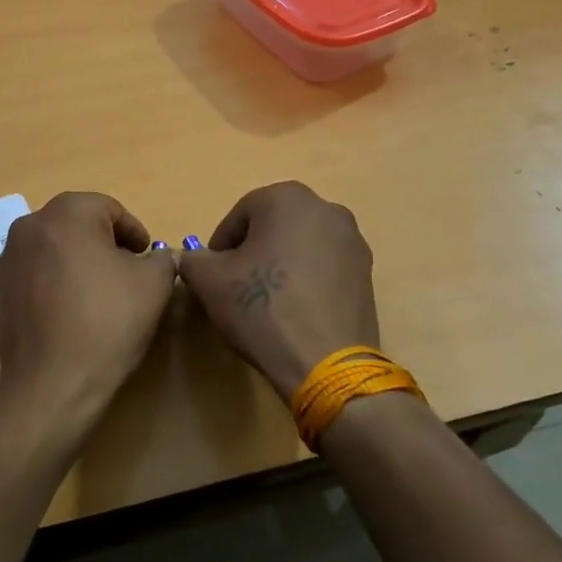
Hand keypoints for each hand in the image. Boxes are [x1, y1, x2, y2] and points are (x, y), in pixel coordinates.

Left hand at [0, 193, 177, 434]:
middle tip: (129, 272)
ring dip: (81, 259)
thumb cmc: (107, 321)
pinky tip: (75, 308)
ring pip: (57, 246)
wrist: (53, 382)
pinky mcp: (1, 287)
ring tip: (103, 292)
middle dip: (107, 243)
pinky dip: (59, 278)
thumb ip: (161, 258)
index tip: (147, 258)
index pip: (110, 209)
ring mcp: (10, 256)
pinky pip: (39, 270)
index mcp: (67, 212)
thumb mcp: (154, 284)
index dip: (135, 233)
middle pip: (80, 223)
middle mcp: (31, 224)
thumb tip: (156, 257)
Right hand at [178, 181, 378, 399]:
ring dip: (280, 266)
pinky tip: (295, 313)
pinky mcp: (367, 274)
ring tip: (268, 303)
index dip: (220, 247)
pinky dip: (306, 282)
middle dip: (252, 252)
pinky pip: (324, 269)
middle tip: (238, 288)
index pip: (239, 216)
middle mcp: (326, 209)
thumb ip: (194, 259)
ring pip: (300, 247)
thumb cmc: (262, 308)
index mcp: (287, 197)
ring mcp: (353, 242)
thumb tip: (197, 260)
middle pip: (273, 227)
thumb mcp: (209, 281)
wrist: (325, 363)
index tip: (214, 277)